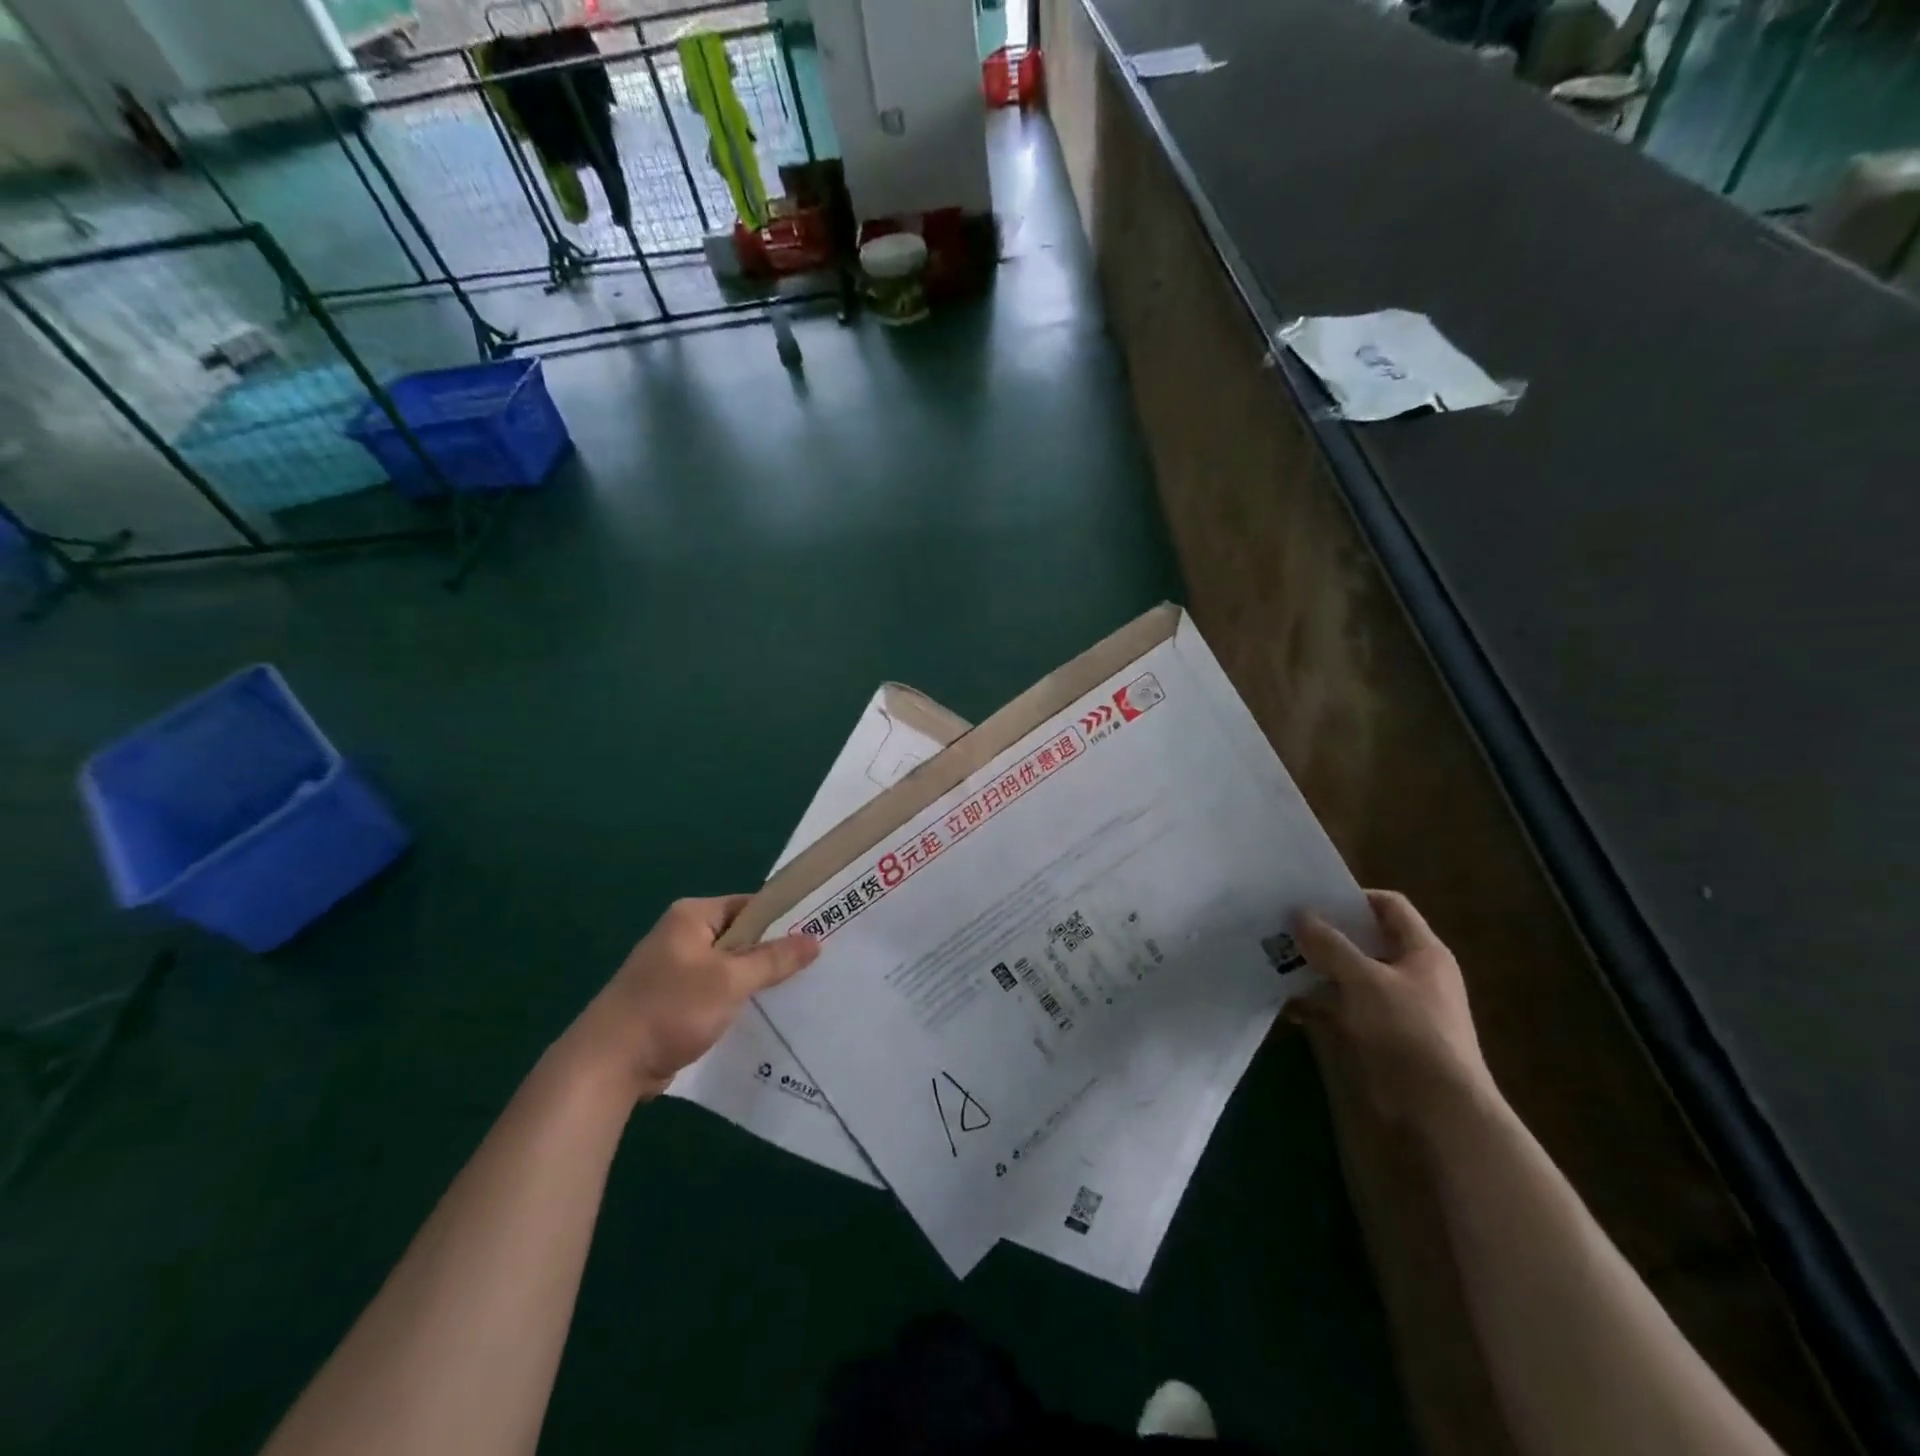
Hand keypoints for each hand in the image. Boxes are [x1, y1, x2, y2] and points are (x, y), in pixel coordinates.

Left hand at [563, 896, 819, 1101]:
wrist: (607, 1066)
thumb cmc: (670, 1009)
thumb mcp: (730, 981)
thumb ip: (773, 959)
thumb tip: (815, 939)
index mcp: (691, 916)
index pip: (749, 905)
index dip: (783, 918)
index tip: (817, 933)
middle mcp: (682, 935)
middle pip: (741, 936)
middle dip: (772, 952)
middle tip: (813, 966)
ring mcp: (676, 970)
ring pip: (730, 968)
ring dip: (755, 980)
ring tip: (795, 991)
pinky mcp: (673, 1001)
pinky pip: (716, 991)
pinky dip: (736, 1000)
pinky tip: (761, 1015)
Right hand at [1287, 889, 1494, 1127]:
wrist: (1440, 1112)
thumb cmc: (1408, 1032)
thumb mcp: (1364, 980)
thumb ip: (1330, 944)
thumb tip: (1300, 913)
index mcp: (1422, 952)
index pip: (1389, 906)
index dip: (1353, 897)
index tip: (1312, 899)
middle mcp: (1411, 974)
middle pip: (1363, 940)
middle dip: (1323, 934)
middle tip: (1282, 927)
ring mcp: (1394, 1007)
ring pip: (1348, 975)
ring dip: (1314, 969)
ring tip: (1274, 960)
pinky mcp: (1379, 1037)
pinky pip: (1342, 1008)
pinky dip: (1317, 1003)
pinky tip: (1286, 1003)